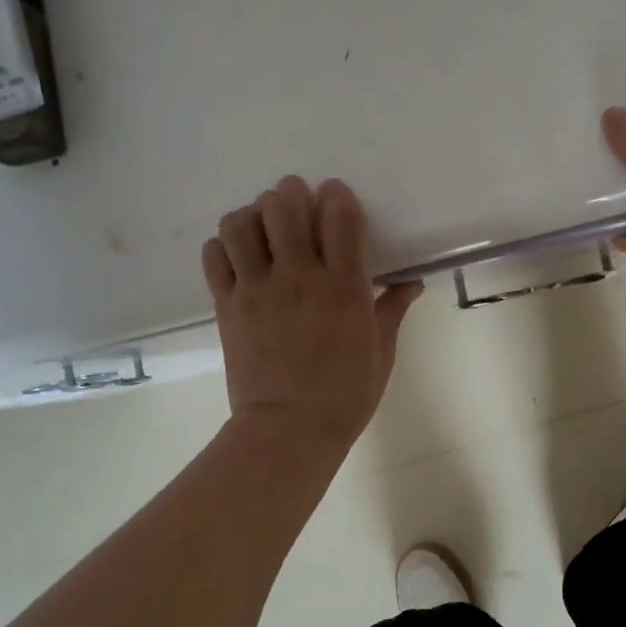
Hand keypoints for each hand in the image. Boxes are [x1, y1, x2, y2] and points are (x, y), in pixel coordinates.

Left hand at [203, 177, 421, 451]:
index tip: (337, 199)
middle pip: (283, 206)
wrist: (289, 431)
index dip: (337, 196)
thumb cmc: (346, 395)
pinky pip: (214, 255)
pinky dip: (224, 245)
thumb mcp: (382, 352)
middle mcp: (298, 277)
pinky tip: (240, 257)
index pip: (338, 215)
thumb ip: (392, 308)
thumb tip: (411, 280)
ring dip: (254, 215)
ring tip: (264, 229)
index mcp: (343, 286)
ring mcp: (257, 289)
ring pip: (242, 223)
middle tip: (297, 207)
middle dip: (291, 195)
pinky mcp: (227, 305)